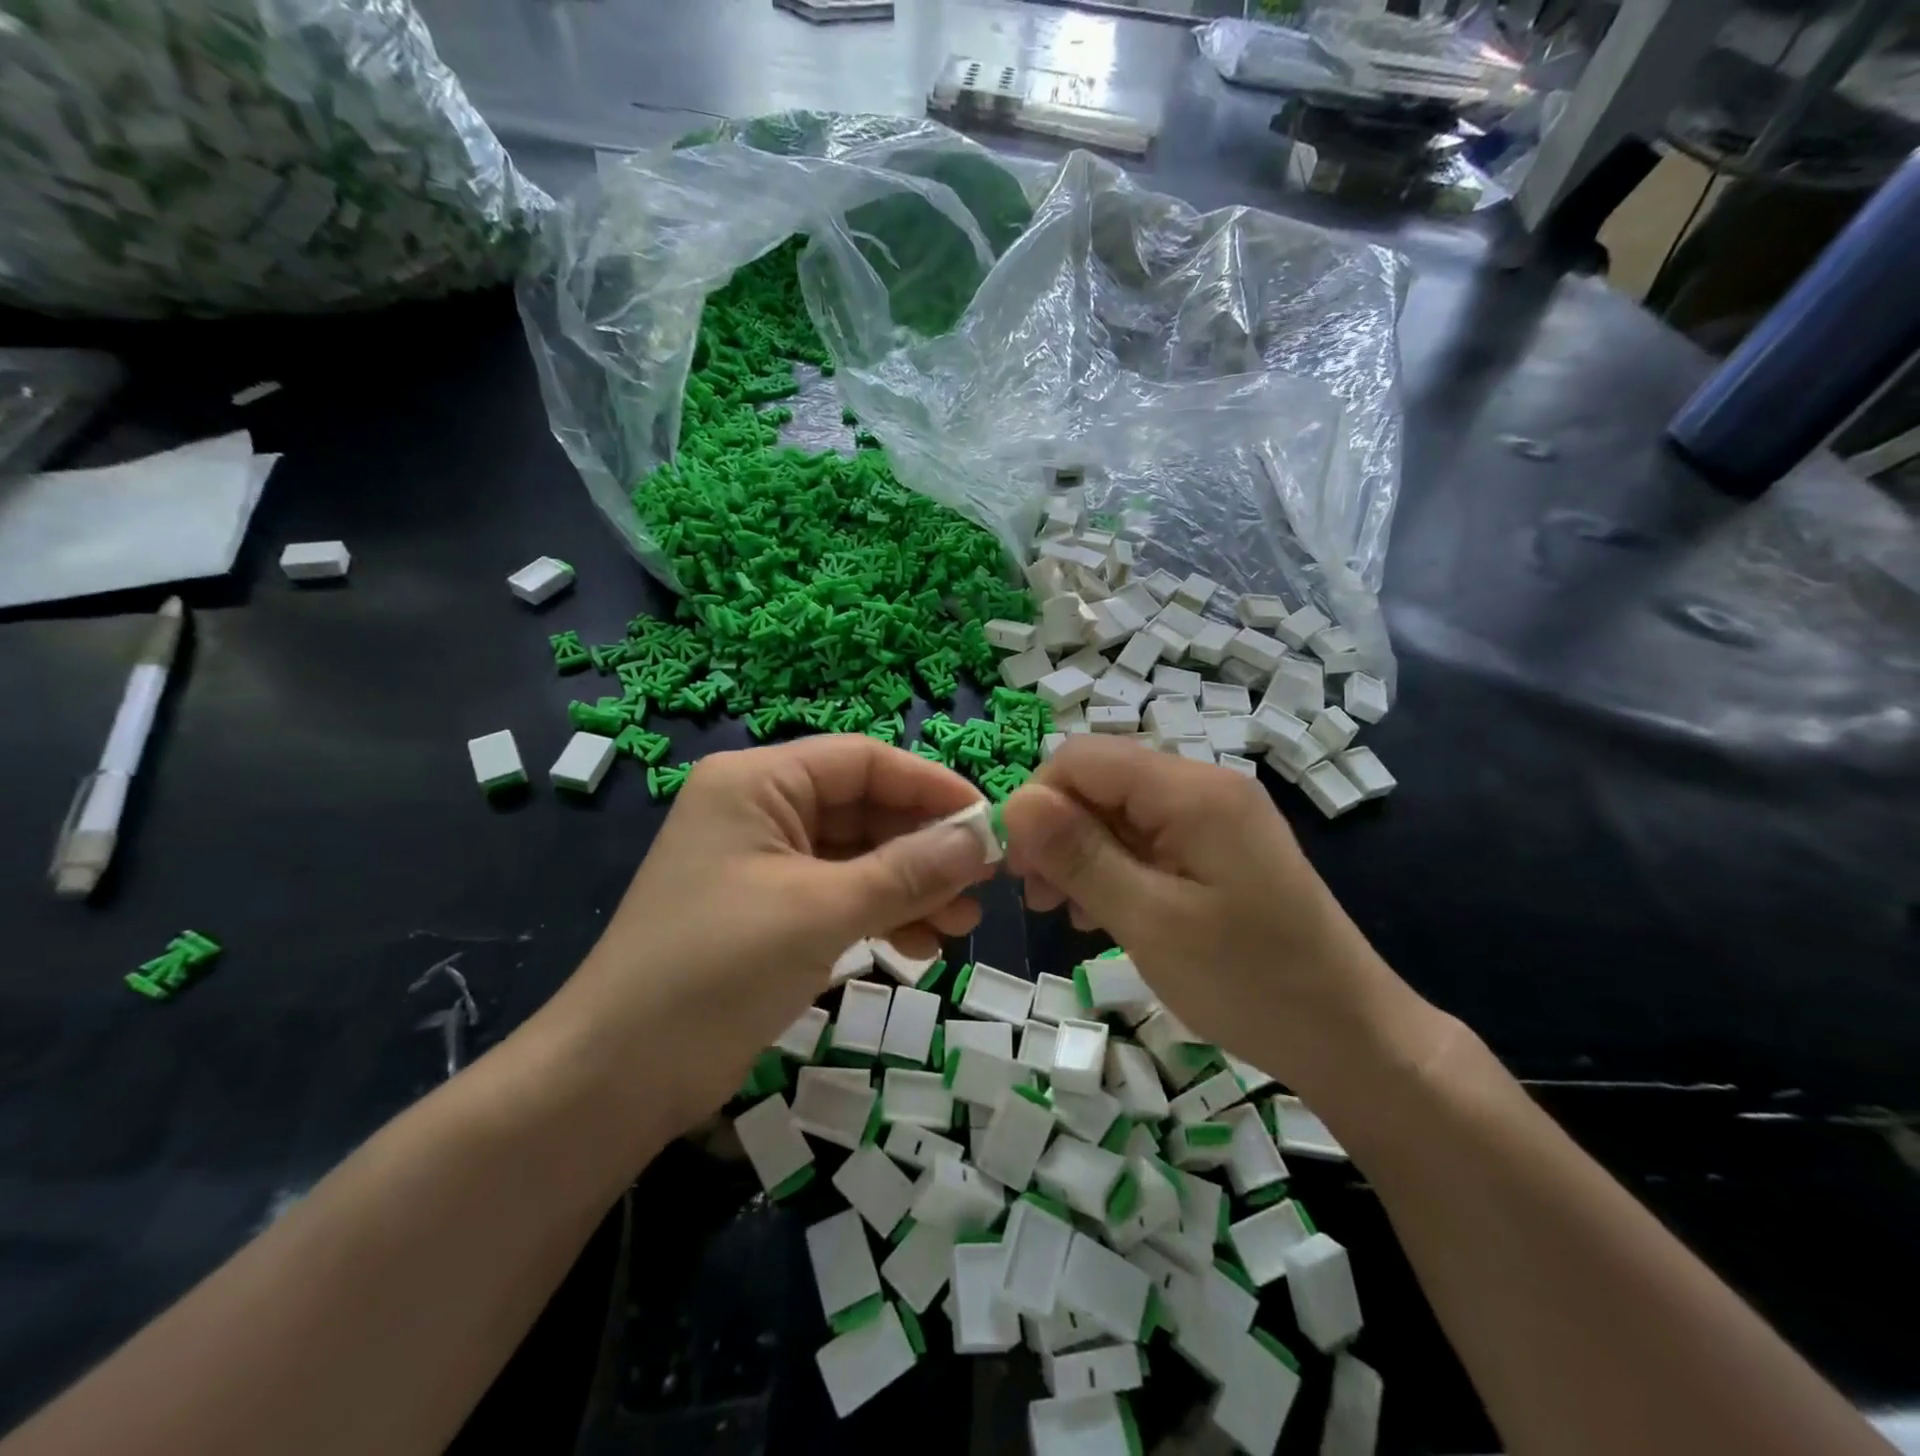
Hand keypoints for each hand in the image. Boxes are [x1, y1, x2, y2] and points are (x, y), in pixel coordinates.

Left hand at [543, 737, 994, 1134]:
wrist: (616, 1078)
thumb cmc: (716, 970)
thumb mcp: (821, 911)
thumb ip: (908, 871)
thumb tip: (983, 839)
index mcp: (758, 782)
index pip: (863, 761)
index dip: (931, 786)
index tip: (989, 822)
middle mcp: (760, 809)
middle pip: (864, 808)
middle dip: (925, 846)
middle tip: (983, 884)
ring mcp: (764, 863)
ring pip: (858, 856)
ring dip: (911, 885)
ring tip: (962, 924)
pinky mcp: (769, 911)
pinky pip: (840, 894)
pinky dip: (881, 914)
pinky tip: (921, 946)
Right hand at [1001, 736, 1410, 1093]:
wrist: (1350, 1038)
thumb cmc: (1249, 983)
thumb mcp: (1150, 922)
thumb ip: (1080, 855)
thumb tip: (1016, 802)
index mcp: (1192, 791)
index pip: (1083, 759)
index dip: (1038, 802)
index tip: (1015, 868)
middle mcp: (1204, 787)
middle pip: (1101, 781)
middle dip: (1057, 831)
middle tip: (1036, 897)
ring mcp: (1215, 818)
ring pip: (1119, 811)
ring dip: (1081, 852)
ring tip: (1063, 911)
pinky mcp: (1219, 848)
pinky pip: (1147, 838)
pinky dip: (1114, 867)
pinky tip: (1102, 913)